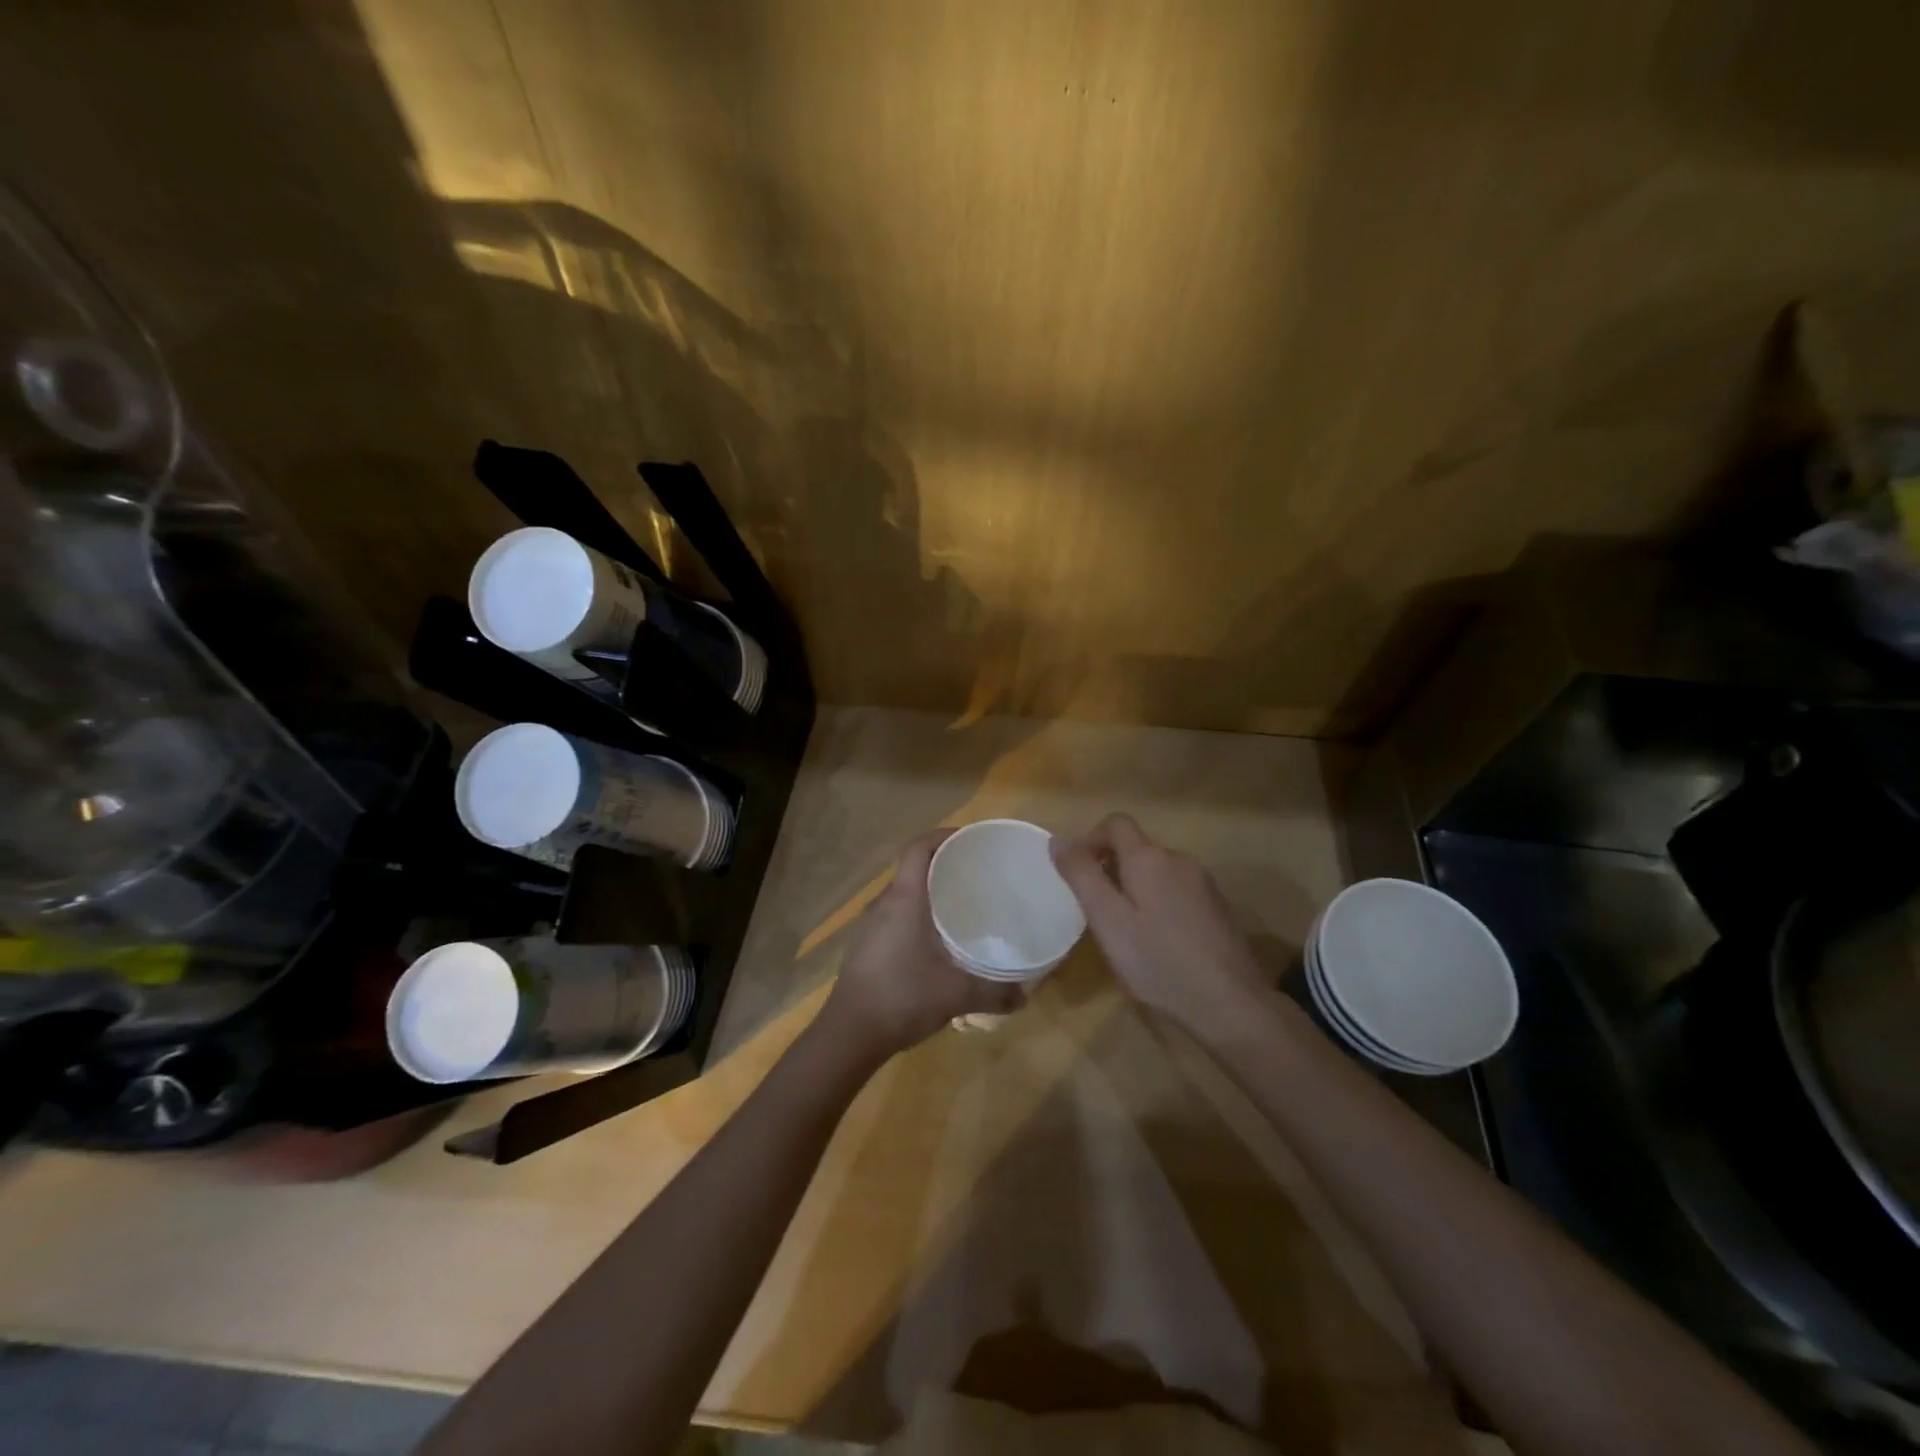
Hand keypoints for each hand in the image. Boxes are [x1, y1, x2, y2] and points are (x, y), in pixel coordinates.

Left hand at [822, 831, 1024, 1059]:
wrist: (849, 1034)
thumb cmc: (902, 997)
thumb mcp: (956, 994)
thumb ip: (995, 993)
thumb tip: (1025, 996)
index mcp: (904, 899)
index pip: (918, 847)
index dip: (943, 836)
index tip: (972, 842)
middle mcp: (884, 903)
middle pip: (913, 867)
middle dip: (944, 864)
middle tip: (978, 875)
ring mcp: (871, 925)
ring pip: (904, 894)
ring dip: (930, 892)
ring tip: (963, 906)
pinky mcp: (866, 946)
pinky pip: (896, 916)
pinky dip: (918, 915)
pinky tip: (937, 941)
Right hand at [1051, 813, 1270, 1033]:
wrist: (1230, 1005)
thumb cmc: (1158, 962)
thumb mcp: (1108, 920)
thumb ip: (1081, 875)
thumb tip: (1059, 839)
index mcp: (1150, 858)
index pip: (1116, 823)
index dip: (1091, 841)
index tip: (1079, 876)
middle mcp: (1180, 860)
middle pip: (1137, 849)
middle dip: (1112, 870)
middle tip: (1099, 914)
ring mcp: (1204, 884)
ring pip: (1158, 872)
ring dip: (1136, 890)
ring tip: (1128, 933)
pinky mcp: (1219, 909)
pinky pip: (1179, 892)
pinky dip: (1160, 905)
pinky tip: (1161, 945)